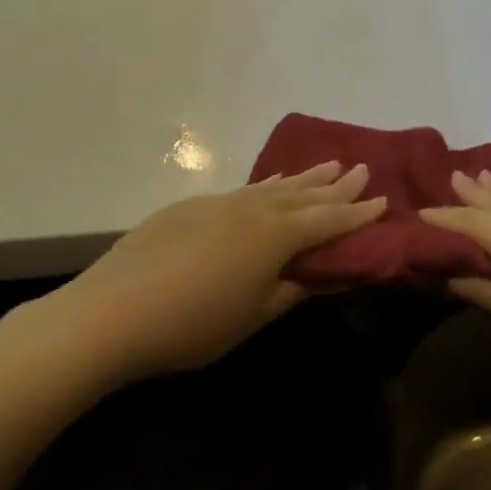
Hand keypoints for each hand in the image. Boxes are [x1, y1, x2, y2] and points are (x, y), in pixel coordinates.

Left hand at [17, 163, 385, 389]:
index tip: (383, 200)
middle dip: (336, 185)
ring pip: (273, 186)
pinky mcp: (189, 208)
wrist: (108, 314)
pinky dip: (268, 186)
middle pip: (304, 195)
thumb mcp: (255, 315)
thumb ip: (295, 289)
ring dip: (304, 178)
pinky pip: (243, 190)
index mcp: (275, 236)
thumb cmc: (193, 325)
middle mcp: (252, 209)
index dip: (357, 213)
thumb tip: (330, 274)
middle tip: (361, 169)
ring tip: (327, 164)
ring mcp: (218, 204)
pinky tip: (270, 185)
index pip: (329, 221)